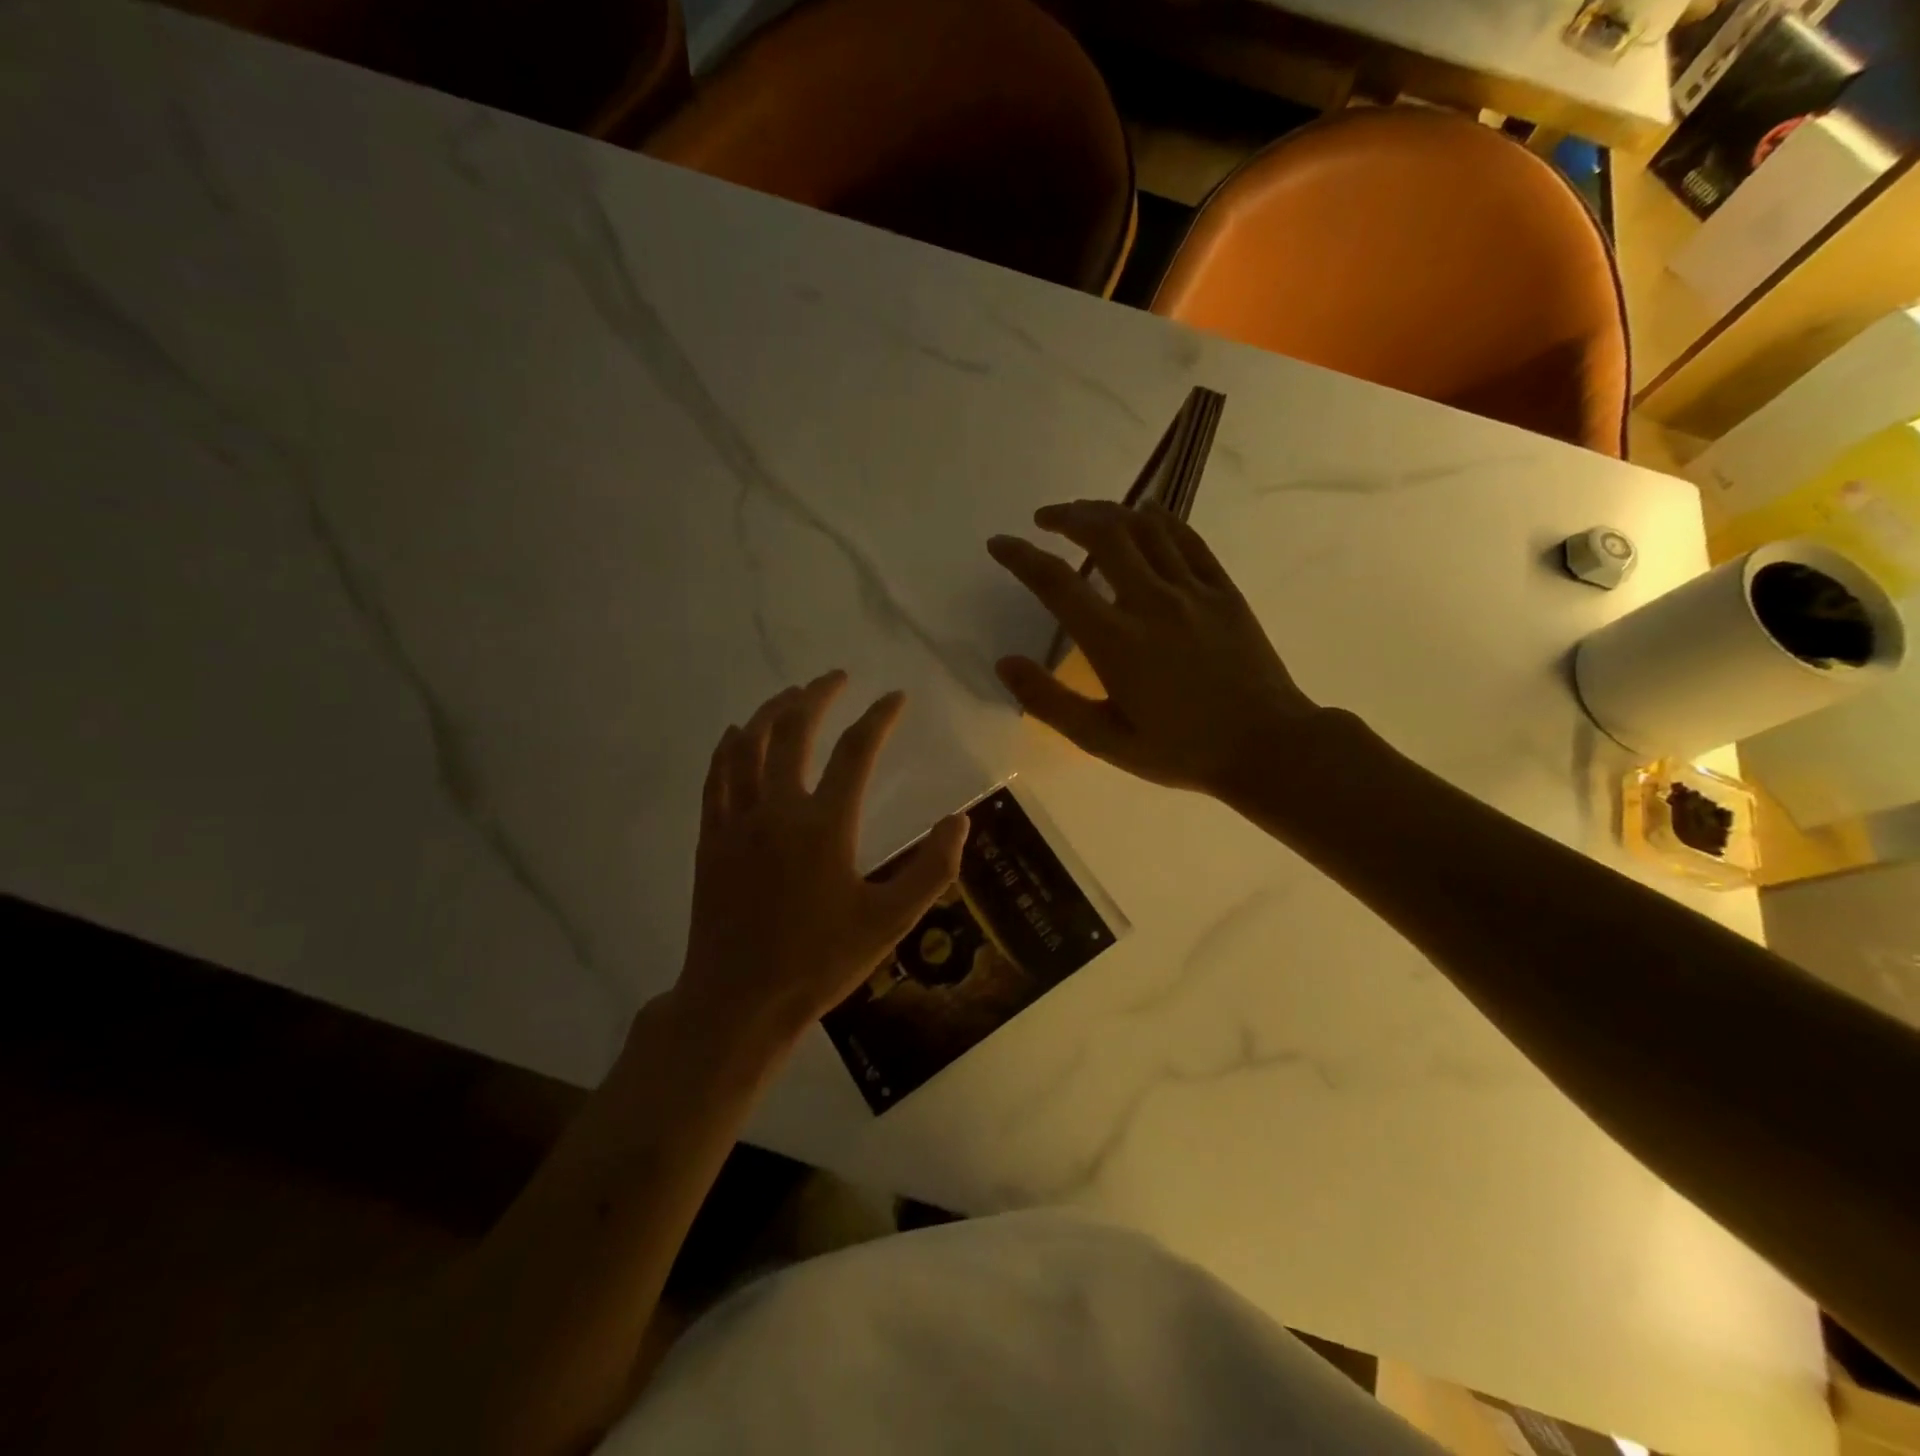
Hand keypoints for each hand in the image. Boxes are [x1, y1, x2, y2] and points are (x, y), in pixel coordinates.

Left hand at [670, 672, 968, 1054]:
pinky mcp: (712, 839)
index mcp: (824, 826)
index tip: (895, 698)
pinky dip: (730, 746)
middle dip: (816, 696)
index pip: (856, 752)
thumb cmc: (819, 963)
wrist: (738, 1002)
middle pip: (793, 732)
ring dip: (771, 712)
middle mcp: (777, 810)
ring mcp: (737, 821)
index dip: (879, 718)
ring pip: (748, 745)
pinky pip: (717, 776)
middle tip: (835, 678)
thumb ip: (932, 869)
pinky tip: (738, 736)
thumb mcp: (889, 923)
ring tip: (790, 695)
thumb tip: (960, 821)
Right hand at [988, 500, 1319, 802]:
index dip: (1020, 557)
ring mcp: (1192, 591)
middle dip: (1066, 516)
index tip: (999, 543)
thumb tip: (1005, 664)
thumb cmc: (1180, 751)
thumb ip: (1050, 702)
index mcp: (1115, 641)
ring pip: (1144, 529)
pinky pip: (1188, 540)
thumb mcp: (1104, 741)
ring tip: (1085, 512)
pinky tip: (1145, 514)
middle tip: (1045, 519)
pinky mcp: (1223, 590)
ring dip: (1108, 511)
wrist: (1267, 748)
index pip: (1056, 582)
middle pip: (1103, 534)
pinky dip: (1161, 519)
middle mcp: (1151, 602)